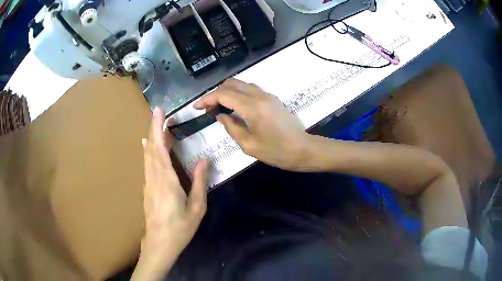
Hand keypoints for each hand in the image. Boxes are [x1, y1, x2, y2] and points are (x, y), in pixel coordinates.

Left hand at [132, 108, 208, 280]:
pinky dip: (149, 151)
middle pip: (151, 148)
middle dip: (154, 128)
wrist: (159, 243)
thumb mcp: (196, 208)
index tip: (159, 112)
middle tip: (159, 112)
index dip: (158, 129)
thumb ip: (199, 182)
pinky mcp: (147, 188)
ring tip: (158, 125)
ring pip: (148, 155)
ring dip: (152, 138)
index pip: (159, 149)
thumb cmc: (180, 227)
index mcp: (166, 181)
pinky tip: (149, 146)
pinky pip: (147, 164)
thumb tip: (204, 160)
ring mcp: (148, 183)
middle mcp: (154, 177)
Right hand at [194, 79, 309, 170]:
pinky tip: (235, 108)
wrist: (303, 149)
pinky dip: (238, 94)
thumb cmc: (276, 151)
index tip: (196, 107)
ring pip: (241, 84)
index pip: (223, 95)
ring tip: (220, 108)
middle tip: (209, 109)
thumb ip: (231, 127)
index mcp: (252, 107)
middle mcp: (259, 95)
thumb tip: (220, 116)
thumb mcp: (249, 144)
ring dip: (227, 92)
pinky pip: (251, 89)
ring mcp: (267, 95)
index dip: (207, 99)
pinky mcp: (272, 99)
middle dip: (216, 93)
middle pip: (231, 83)